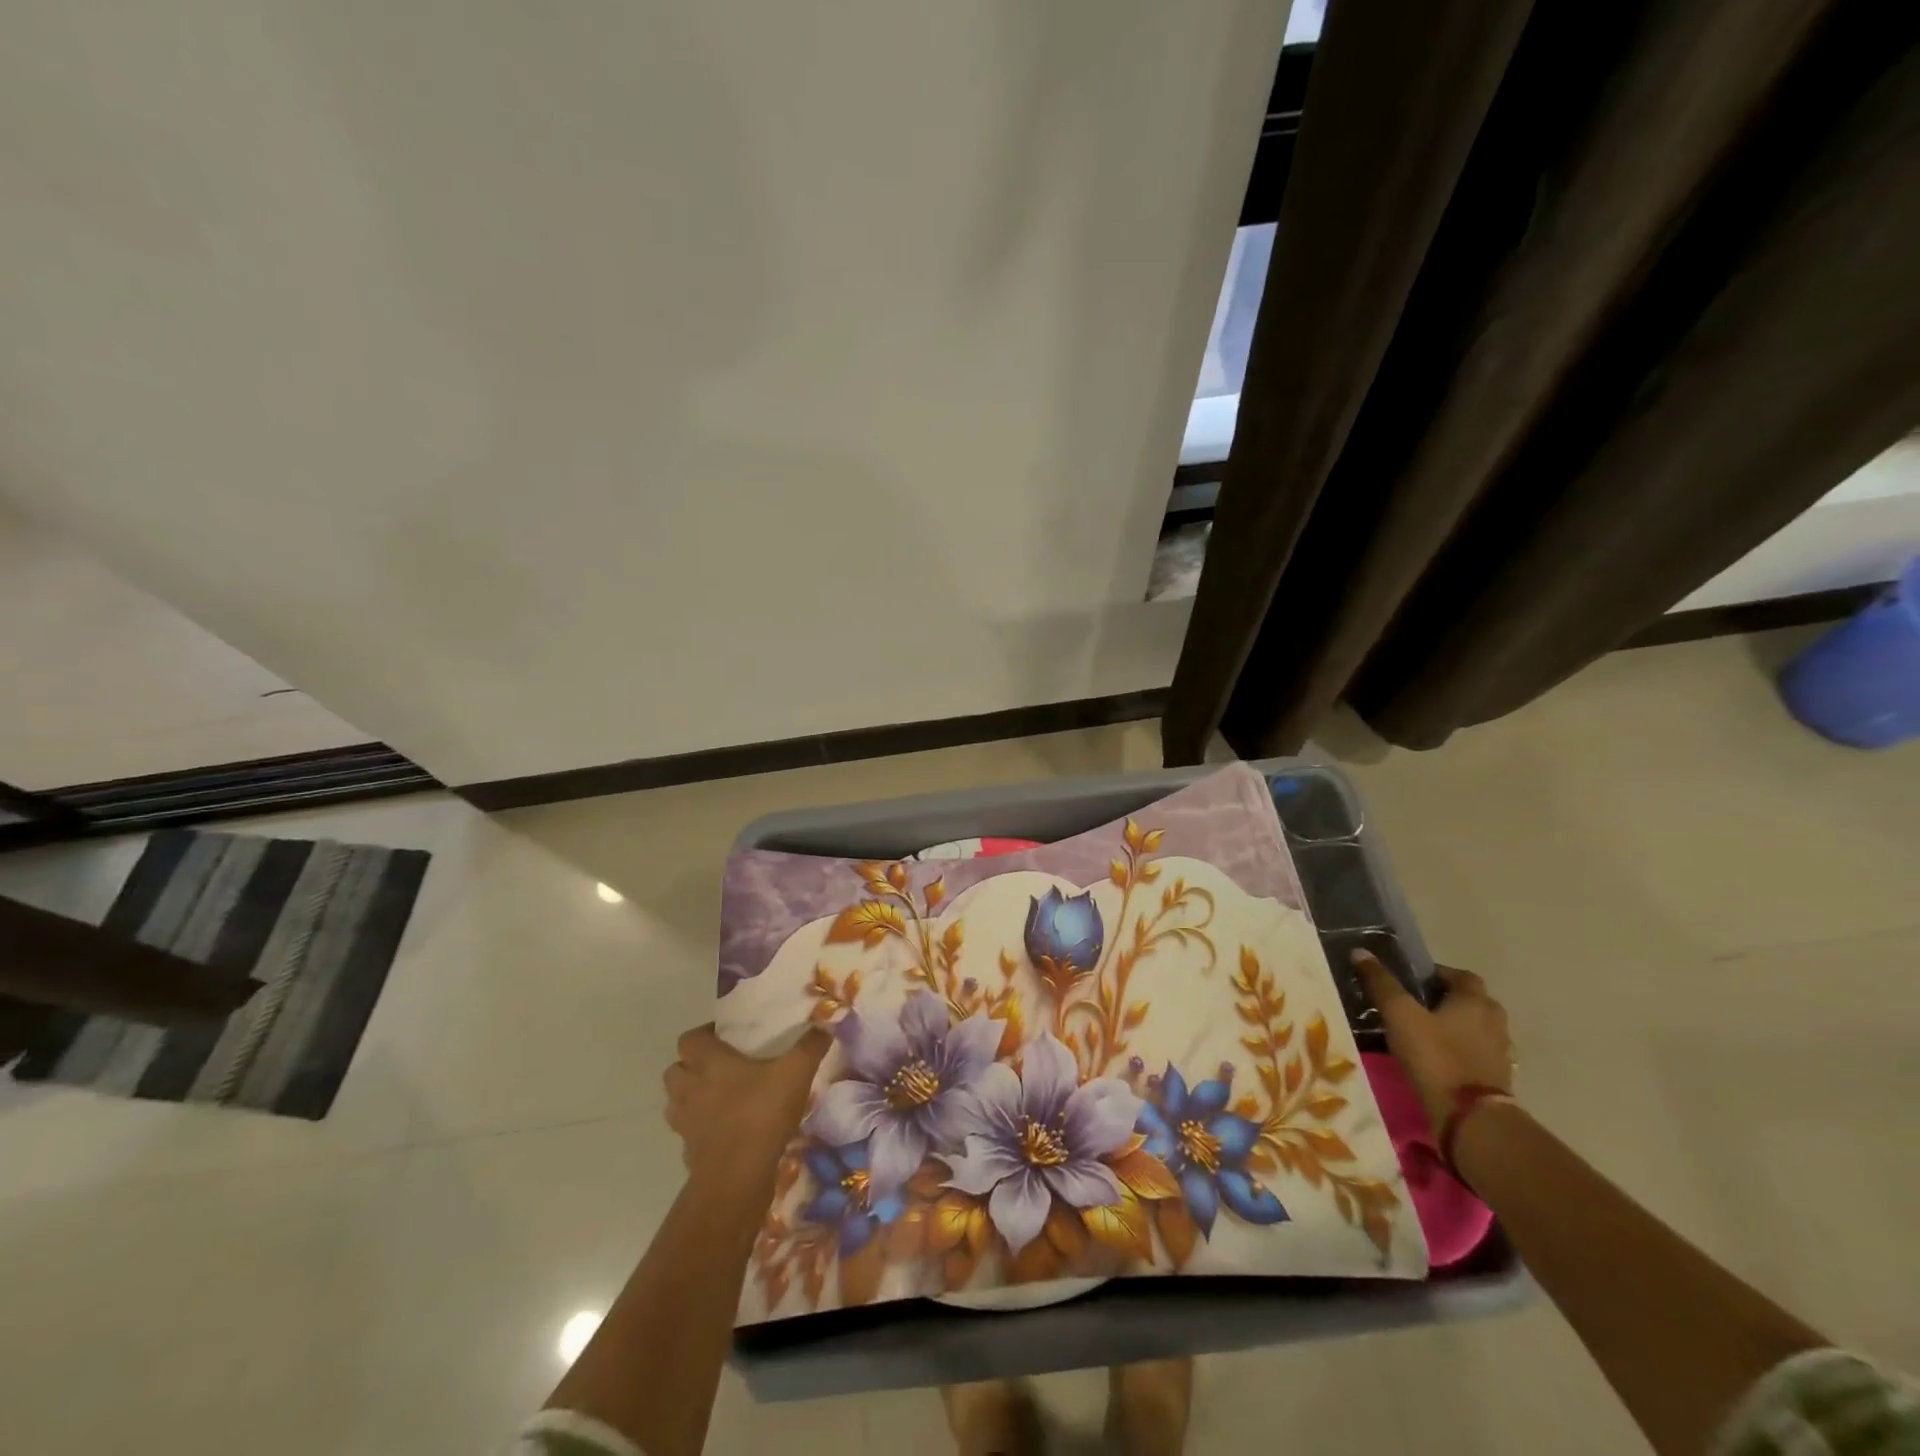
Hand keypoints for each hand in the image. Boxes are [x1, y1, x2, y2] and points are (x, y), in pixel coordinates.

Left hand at [663, 1024, 829, 1188]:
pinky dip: (700, 1127)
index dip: (703, 1034)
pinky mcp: (688, 1151)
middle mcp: (689, 1089)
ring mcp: (685, 1123)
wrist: (736, 1179)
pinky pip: (688, 1131)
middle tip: (719, 1065)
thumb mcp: (796, 1073)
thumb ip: (810, 1046)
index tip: (725, 1036)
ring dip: (690, 1096)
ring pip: (676, 1101)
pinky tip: (724, 1129)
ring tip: (717, 1096)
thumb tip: (826, 1023)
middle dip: (691, 1066)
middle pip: (674, 1070)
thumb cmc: (761, 1114)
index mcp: (709, 1063)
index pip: (689, 1039)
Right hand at [1352, 952, 1513, 1134]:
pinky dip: (1462, 1053)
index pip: (1462, 976)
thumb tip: (1360, 952)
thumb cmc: (1435, 1056)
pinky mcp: (1498, 1080)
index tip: (1414, 981)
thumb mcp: (1399, 1014)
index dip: (1439, 974)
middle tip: (1418, 1006)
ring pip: (1478, 1029)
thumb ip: (1381, 983)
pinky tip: (1440, 1061)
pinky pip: (1478, 1055)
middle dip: (1449, 1000)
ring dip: (1458, 1027)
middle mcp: (1494, 1022)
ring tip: (1426, 1034)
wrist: (1471, 1118)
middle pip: (1473, 1002)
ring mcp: (1500, 1053)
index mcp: (1474, 1001)